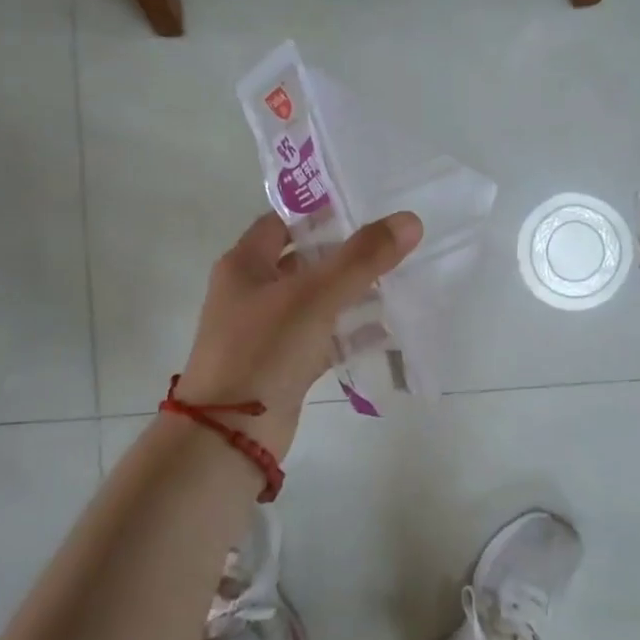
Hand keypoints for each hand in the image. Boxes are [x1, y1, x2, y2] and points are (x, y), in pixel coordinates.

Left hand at [176, 211, 422, 458]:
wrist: (229, 434)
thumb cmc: (264, 349)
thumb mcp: (315, 296)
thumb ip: (363, 258)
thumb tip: (410, 220)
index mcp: (245, 265)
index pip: (282, 222)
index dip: (319, 211)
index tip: (363, 205)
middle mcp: (252, 293)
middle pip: (304, 261)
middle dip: (346, 254)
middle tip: (392, 243)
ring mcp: (268, 331)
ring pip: (317, 301)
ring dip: (353, 293)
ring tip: (399, 280)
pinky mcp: (285, 365)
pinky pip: (324, 338)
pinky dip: (351, 332)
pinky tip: (388, 328)